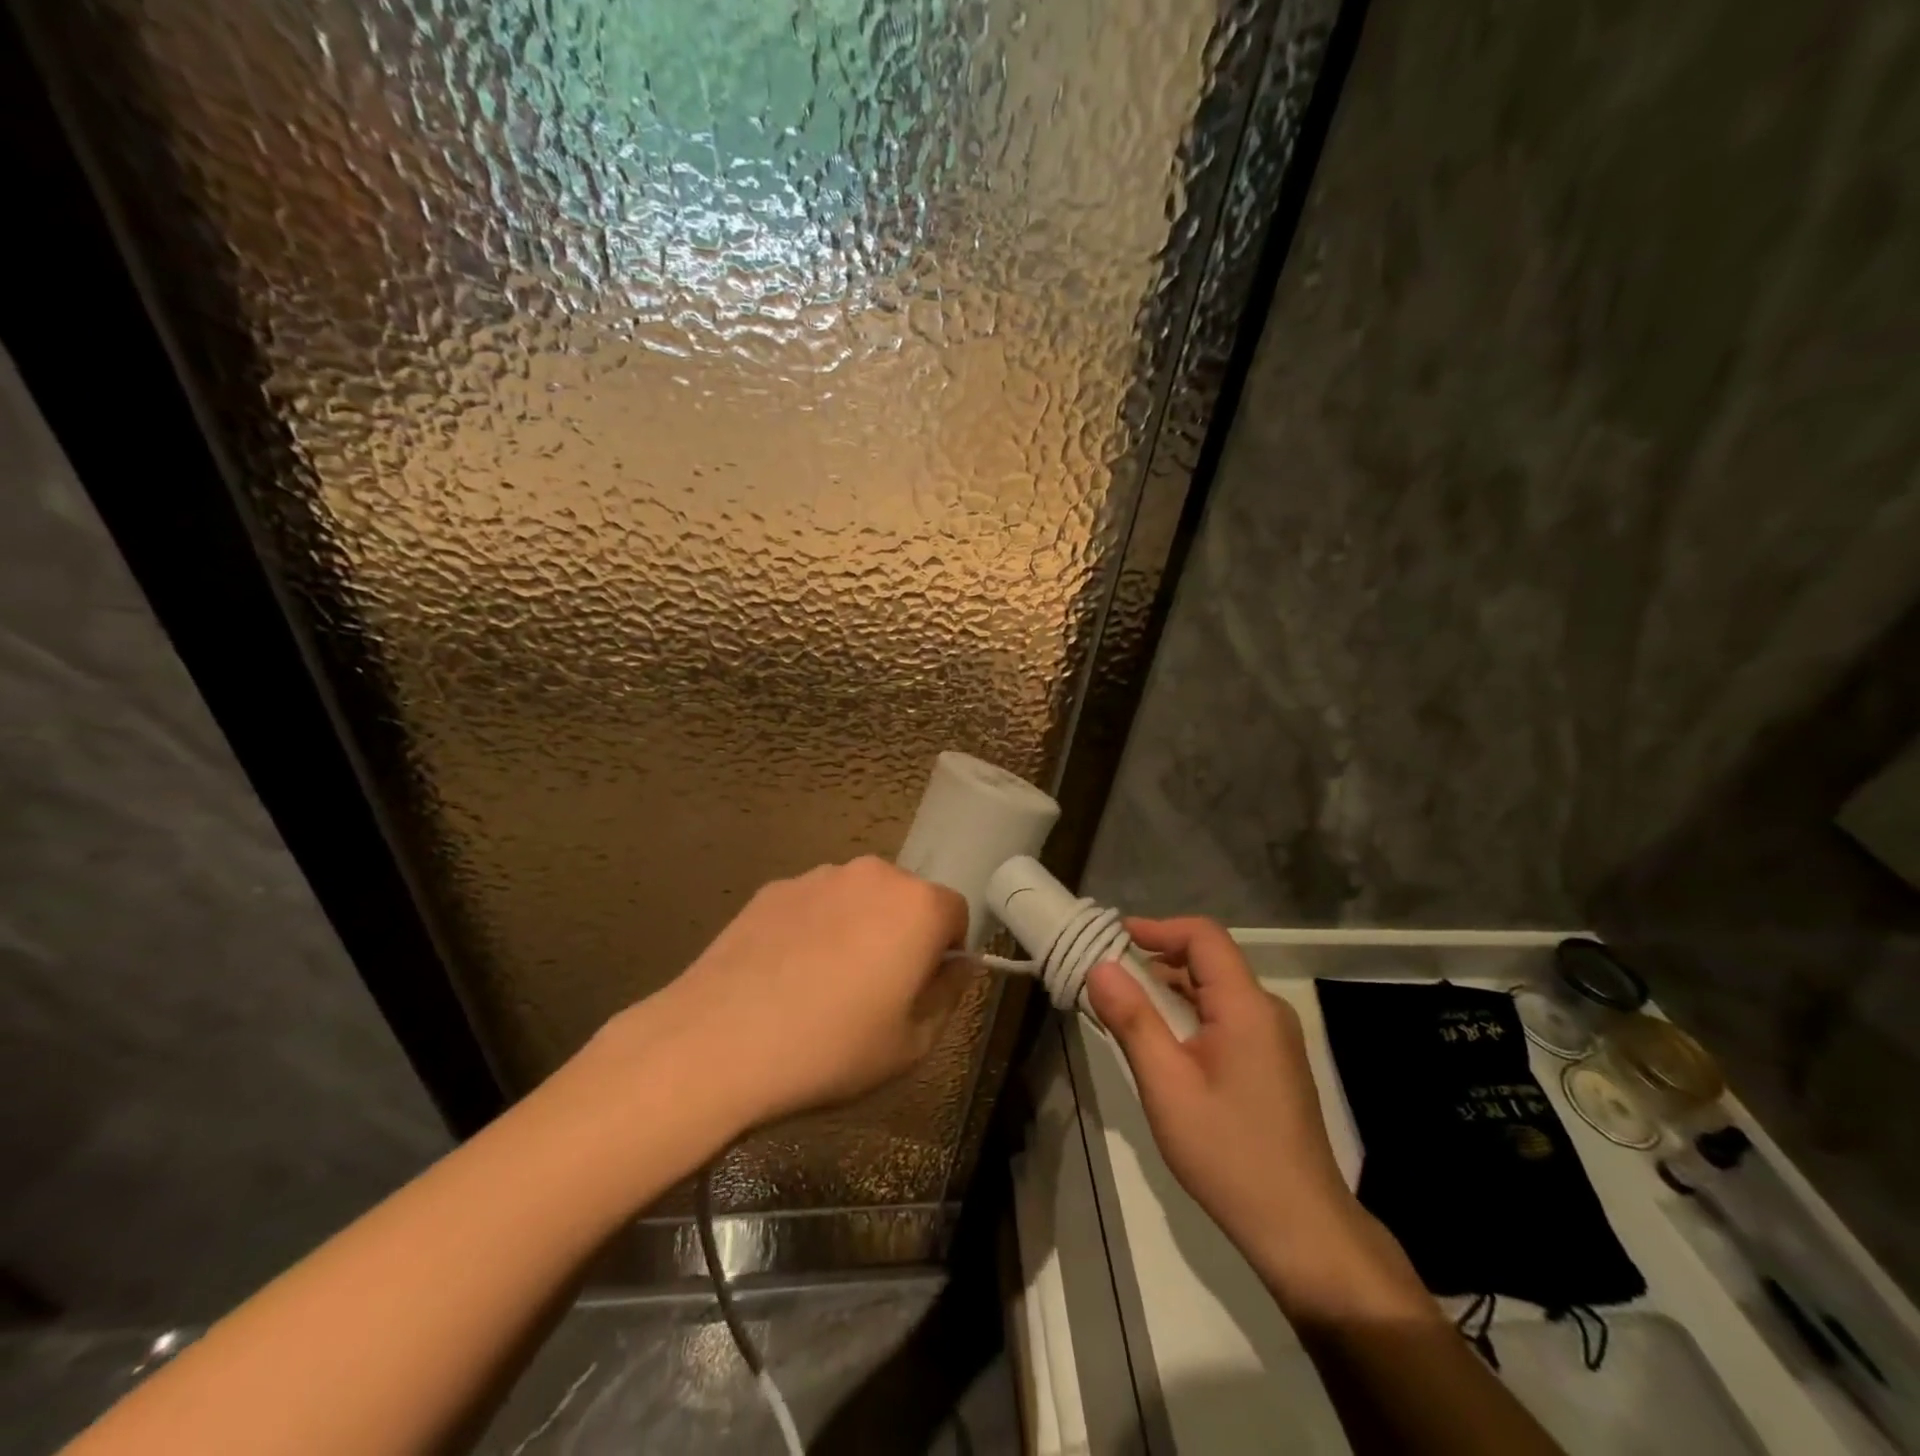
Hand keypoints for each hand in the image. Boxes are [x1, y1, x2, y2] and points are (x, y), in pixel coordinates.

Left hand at [622, 858, 969, 1131]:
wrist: (718, 1041)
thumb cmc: (831, 1048)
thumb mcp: (911, 1045)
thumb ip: (948, 996)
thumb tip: (957, 966)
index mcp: (917, 906)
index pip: (956, 913)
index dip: (946, 952)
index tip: (921, 990)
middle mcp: (873, 875)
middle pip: (906, 899)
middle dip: (902, 935)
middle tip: (875, 990)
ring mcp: (818, 876)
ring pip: (858, 899)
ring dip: (857, 928)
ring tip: (823, 984)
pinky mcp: (773, 888)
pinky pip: (813, 904)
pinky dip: (813, 929)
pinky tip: (785, 975)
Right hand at [1086, 918, 1423, 1317]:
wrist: (1301, 1229)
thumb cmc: (1228, 1152)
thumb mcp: (1167, 1085)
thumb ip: (1133, 1020)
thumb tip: (1100, 967)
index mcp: (1246, 1006)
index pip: (1203, 936)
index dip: (1158, 928)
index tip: (1115, 937)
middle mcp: (1267, 1011)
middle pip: (1211, 960)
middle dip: (1159, 956)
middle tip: (1110, 972)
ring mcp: (1275, 1038)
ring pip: (1218, 990)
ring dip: (1173, 987)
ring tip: (1127, 1004)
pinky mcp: (1274, 1063)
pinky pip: (1228, 1016)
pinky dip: (1191, 1012)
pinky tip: (1164, 1040)